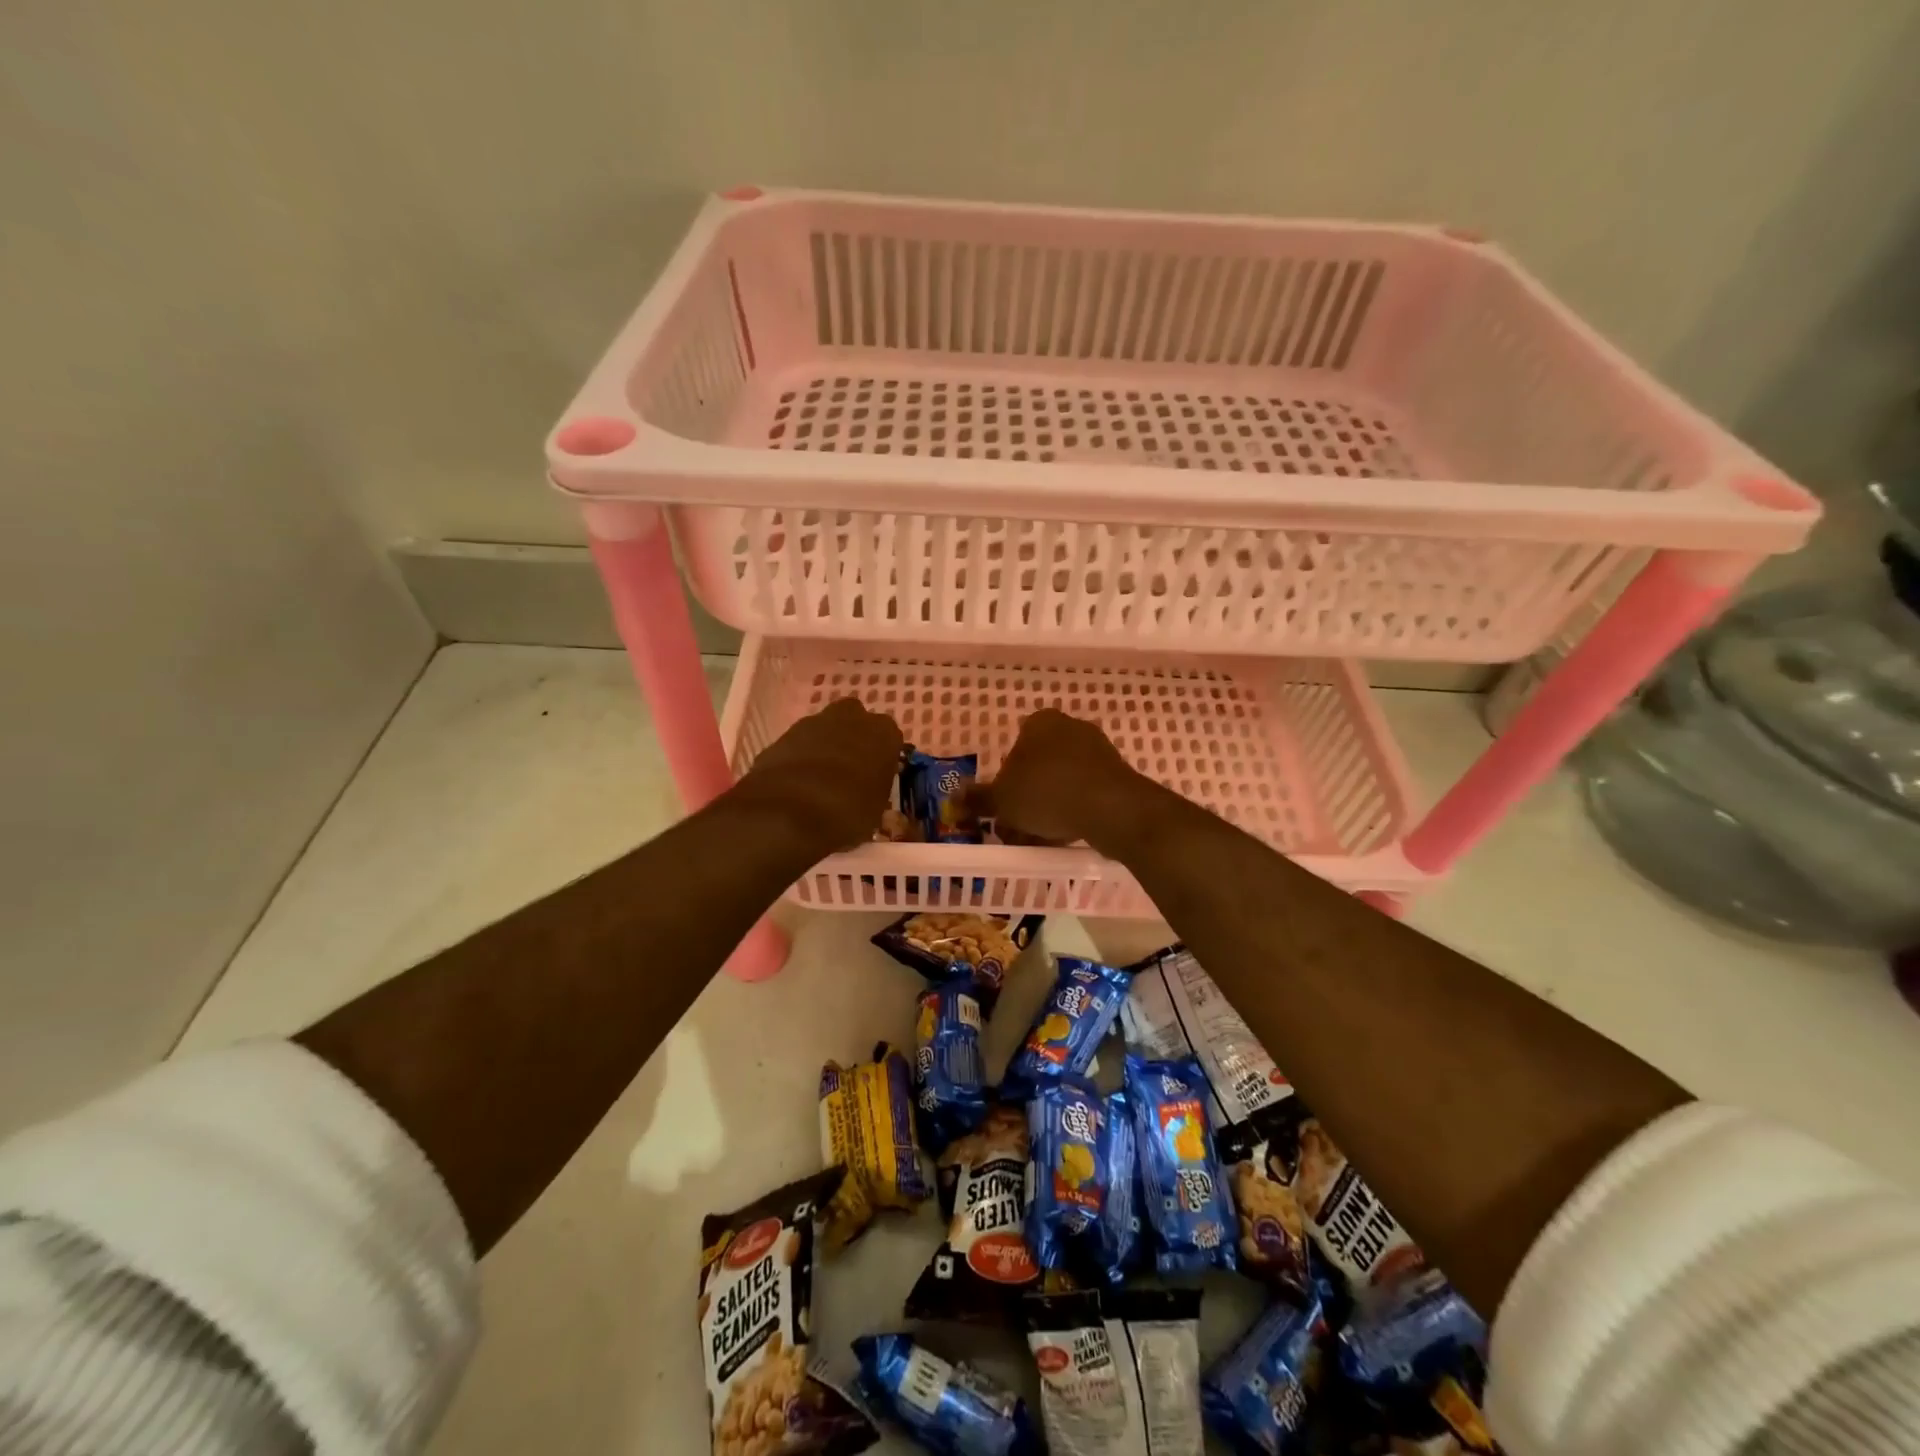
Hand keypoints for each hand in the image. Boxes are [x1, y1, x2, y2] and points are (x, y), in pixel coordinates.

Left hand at [736, 697, 903, 850]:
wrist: (789, 810)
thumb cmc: (847, 811)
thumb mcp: (875, 811)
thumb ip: (873, 792)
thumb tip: (865, 794)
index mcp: (883, 733)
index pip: (889, 739)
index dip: (880, 758)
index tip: (874, 777)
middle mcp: (851, 717)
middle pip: (855, 722)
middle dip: (852, 741)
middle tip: (849, 772)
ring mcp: (814, 722)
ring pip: (824, 730)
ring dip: (824, 748)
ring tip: (819, 782)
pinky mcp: (783, 734)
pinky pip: (799, 744)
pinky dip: (799, 758)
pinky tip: (796, 785)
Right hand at [974, 709, 1149, 848]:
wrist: (1111, 808)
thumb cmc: (1046, 793)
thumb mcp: (1002, 800)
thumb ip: (977, 799)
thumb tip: (953, 799)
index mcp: (1040, 723)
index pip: (1014, 749)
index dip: (1004, 781)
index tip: (1001, 808)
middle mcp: (1070, 728)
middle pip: (1038, 768)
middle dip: (1025, 799)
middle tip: (1014, 829)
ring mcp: (1097, 751)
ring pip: (1060, 783)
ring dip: (1046, 809)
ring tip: (1035, 840)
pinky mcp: (1116, 776)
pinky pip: (1084, 794)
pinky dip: (1071, 812)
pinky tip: (1062, 837)